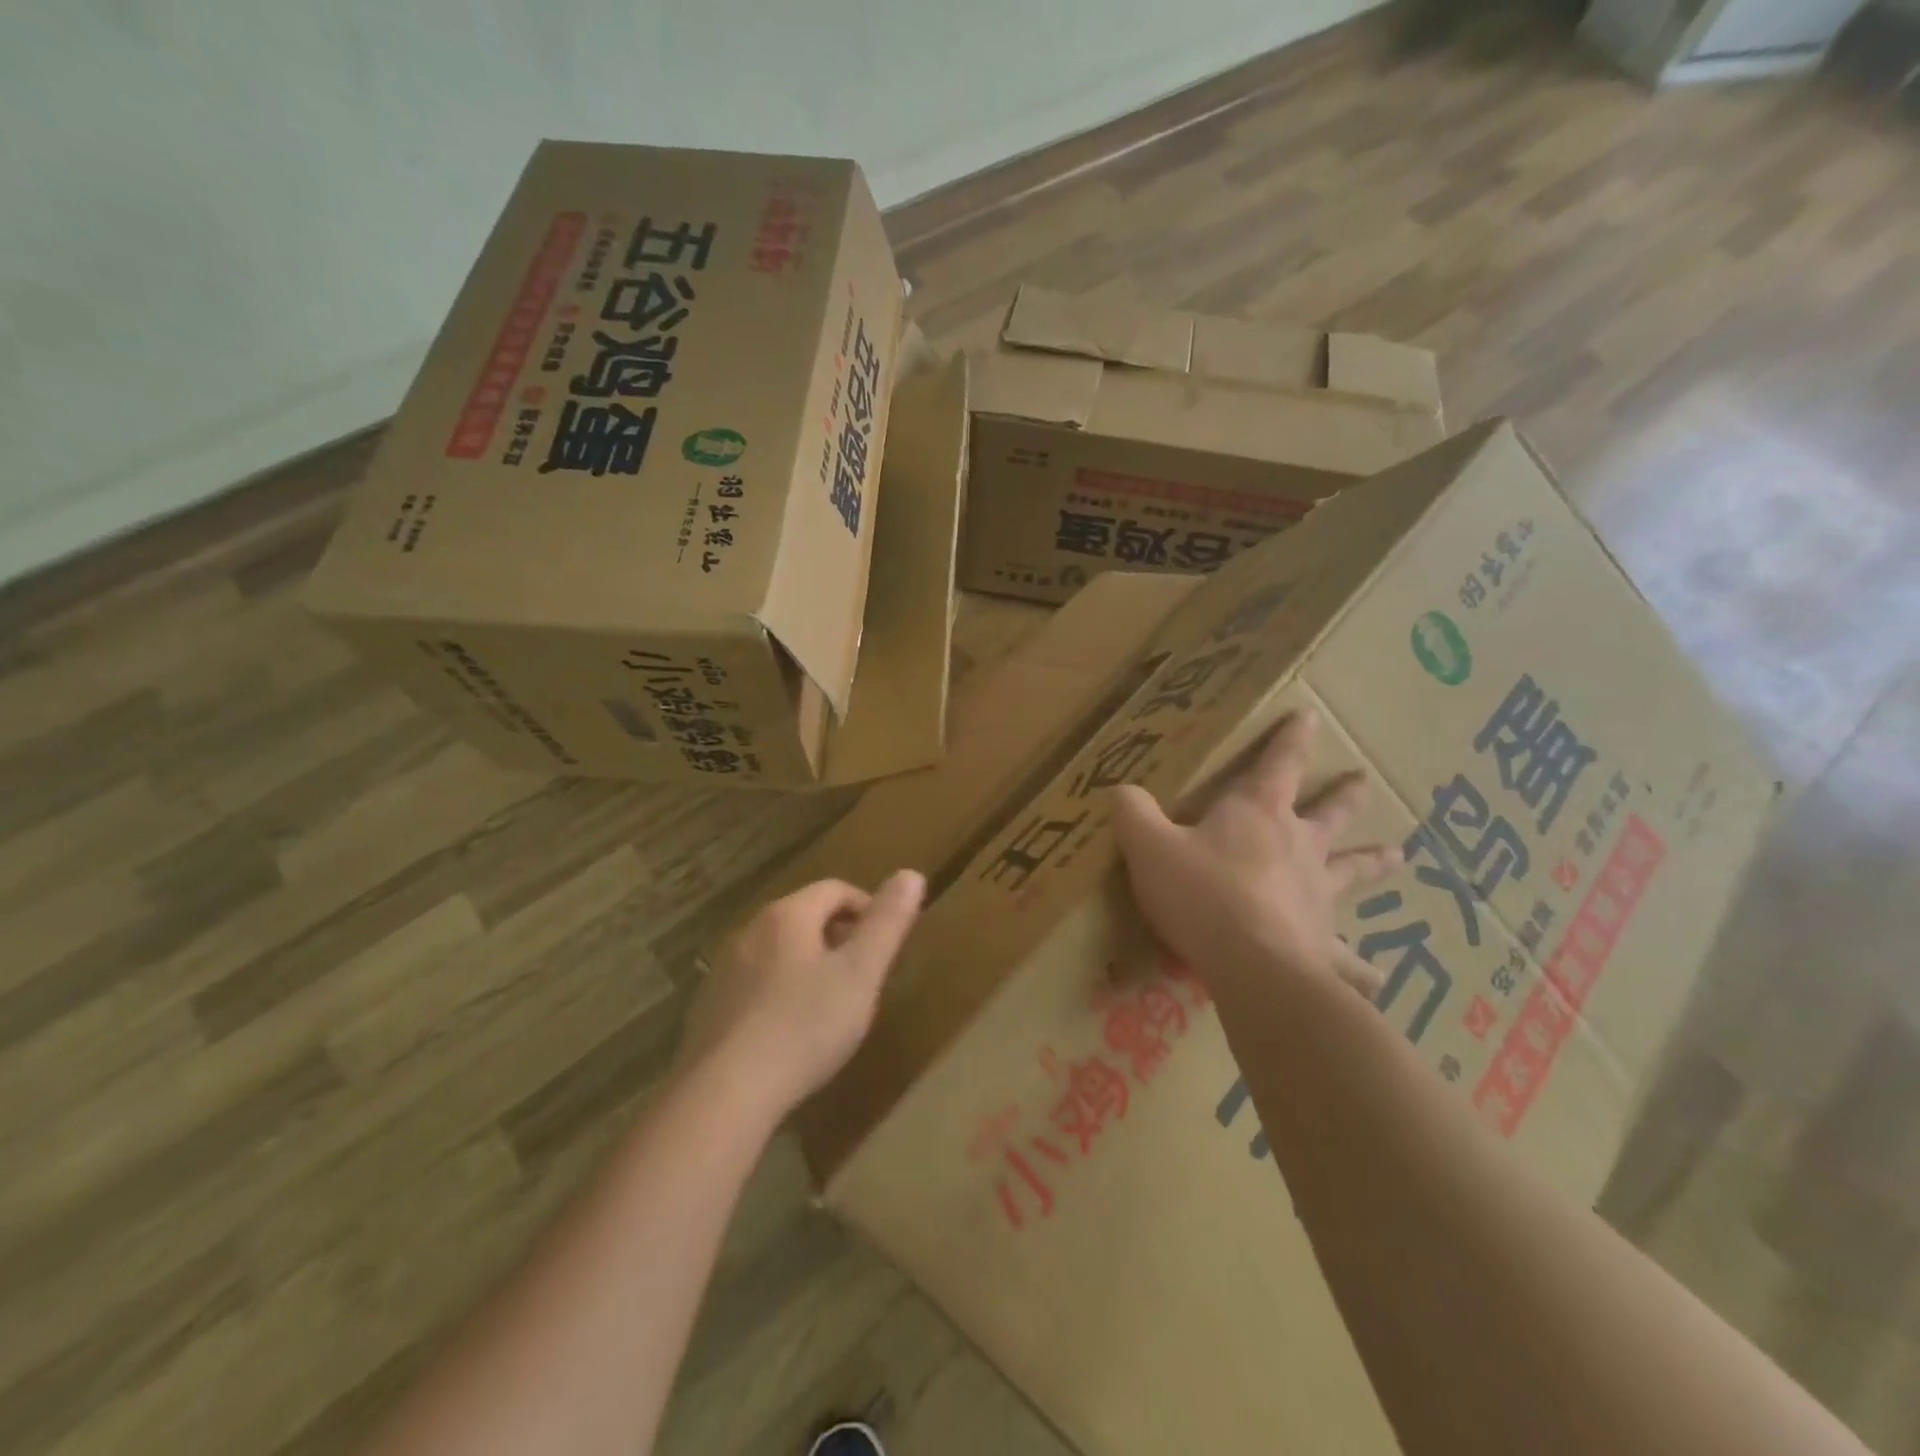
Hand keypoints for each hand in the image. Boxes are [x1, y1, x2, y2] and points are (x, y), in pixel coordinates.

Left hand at [684, 871, 924, 1119]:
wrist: (724, 1095)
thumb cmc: (804, 1027)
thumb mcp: (861, 974)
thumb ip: (887, 923)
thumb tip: (911, 874)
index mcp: (787, 915)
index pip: (835, 889)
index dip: (868, 909)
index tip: (886, 944)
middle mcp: (750, 930)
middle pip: (804, 916)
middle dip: (839, 937)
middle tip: (864, 976)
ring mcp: (723, 969)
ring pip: (779, 950)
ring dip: (809, 965)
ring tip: (831, 1005)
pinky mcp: (709, 1007)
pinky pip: (755, 983)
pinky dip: (780, 993)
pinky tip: (790, 1033)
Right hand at [1111, 712, 1399, 1005]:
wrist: (1252, 964)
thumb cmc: (1202, 894)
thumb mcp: (1150, 847)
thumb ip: (1133, 814)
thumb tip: (1121, 790)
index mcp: (1259, 814)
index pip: (1279, 764)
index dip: (1291, 738)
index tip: (1310, 716)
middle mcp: (1299, 847)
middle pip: (1328, 814)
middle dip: (1343, 796)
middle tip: (1364, 781)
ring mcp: (1318, 895)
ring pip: (1352, 872)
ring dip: (1372, 862)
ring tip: (1397, 855)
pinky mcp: (1324, 944)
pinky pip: (1347, 957)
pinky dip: (1361, 967)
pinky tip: (1378, 977)